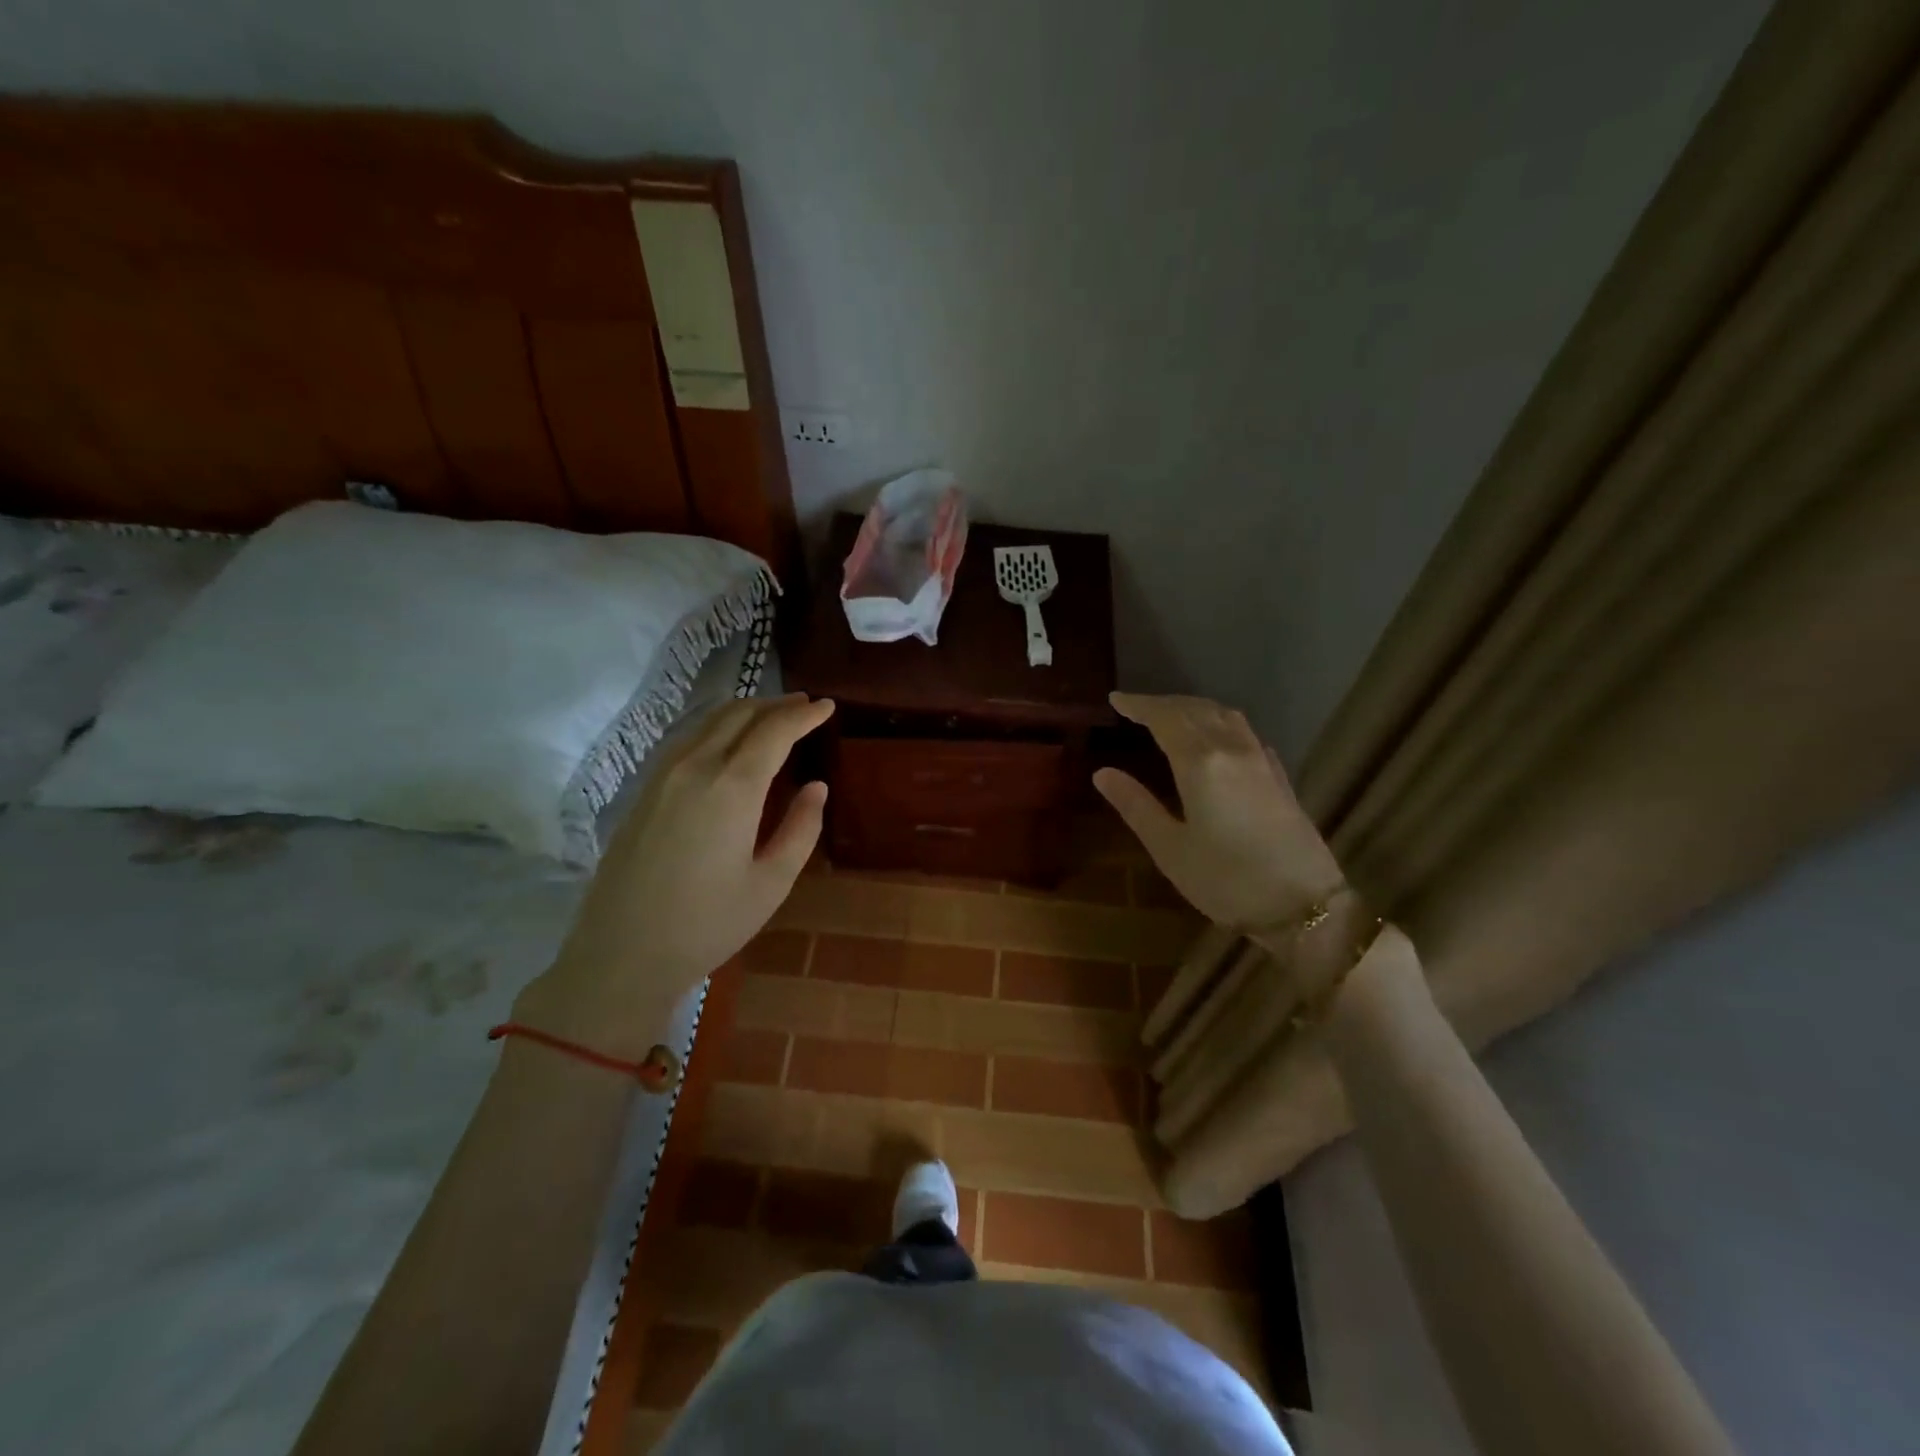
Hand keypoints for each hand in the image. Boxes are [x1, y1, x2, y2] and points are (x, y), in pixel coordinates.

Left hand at [519, 694, 833, 1054]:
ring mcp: (662, 776)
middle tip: (806, 706)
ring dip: (746, 712)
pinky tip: (728, 744)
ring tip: (773, 718)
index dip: (805, 714)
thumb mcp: (771, 883)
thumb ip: (801, 828)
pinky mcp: (643, 791)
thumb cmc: (708, 924)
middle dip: (777, 705)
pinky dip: (717, 728)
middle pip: (739, 714)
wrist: (621, 955)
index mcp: (732, 787)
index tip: (828, 706)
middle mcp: (695, 767)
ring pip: (708, 722)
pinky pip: (687, 740)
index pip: (774, 730)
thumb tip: (816, 788)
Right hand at [1093, 693, 1345, 931]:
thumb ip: (1136, 806)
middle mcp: (1232, 750)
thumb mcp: (1170, 849)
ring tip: (1171, 714)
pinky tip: (1216, 736)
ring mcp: (1260, 760)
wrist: (1305, 905)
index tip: (1116, 699)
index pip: (1165, 718)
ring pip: (1224, 715)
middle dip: (1163, 703)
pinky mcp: (1278, 776)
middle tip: (1136, 707)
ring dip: (1193, 707)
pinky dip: (1220, 722)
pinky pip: (1244, 731)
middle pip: (1195, 710)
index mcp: (1201, 763)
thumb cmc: (1227, 880)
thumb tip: (1103, 774)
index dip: (1139, 705)